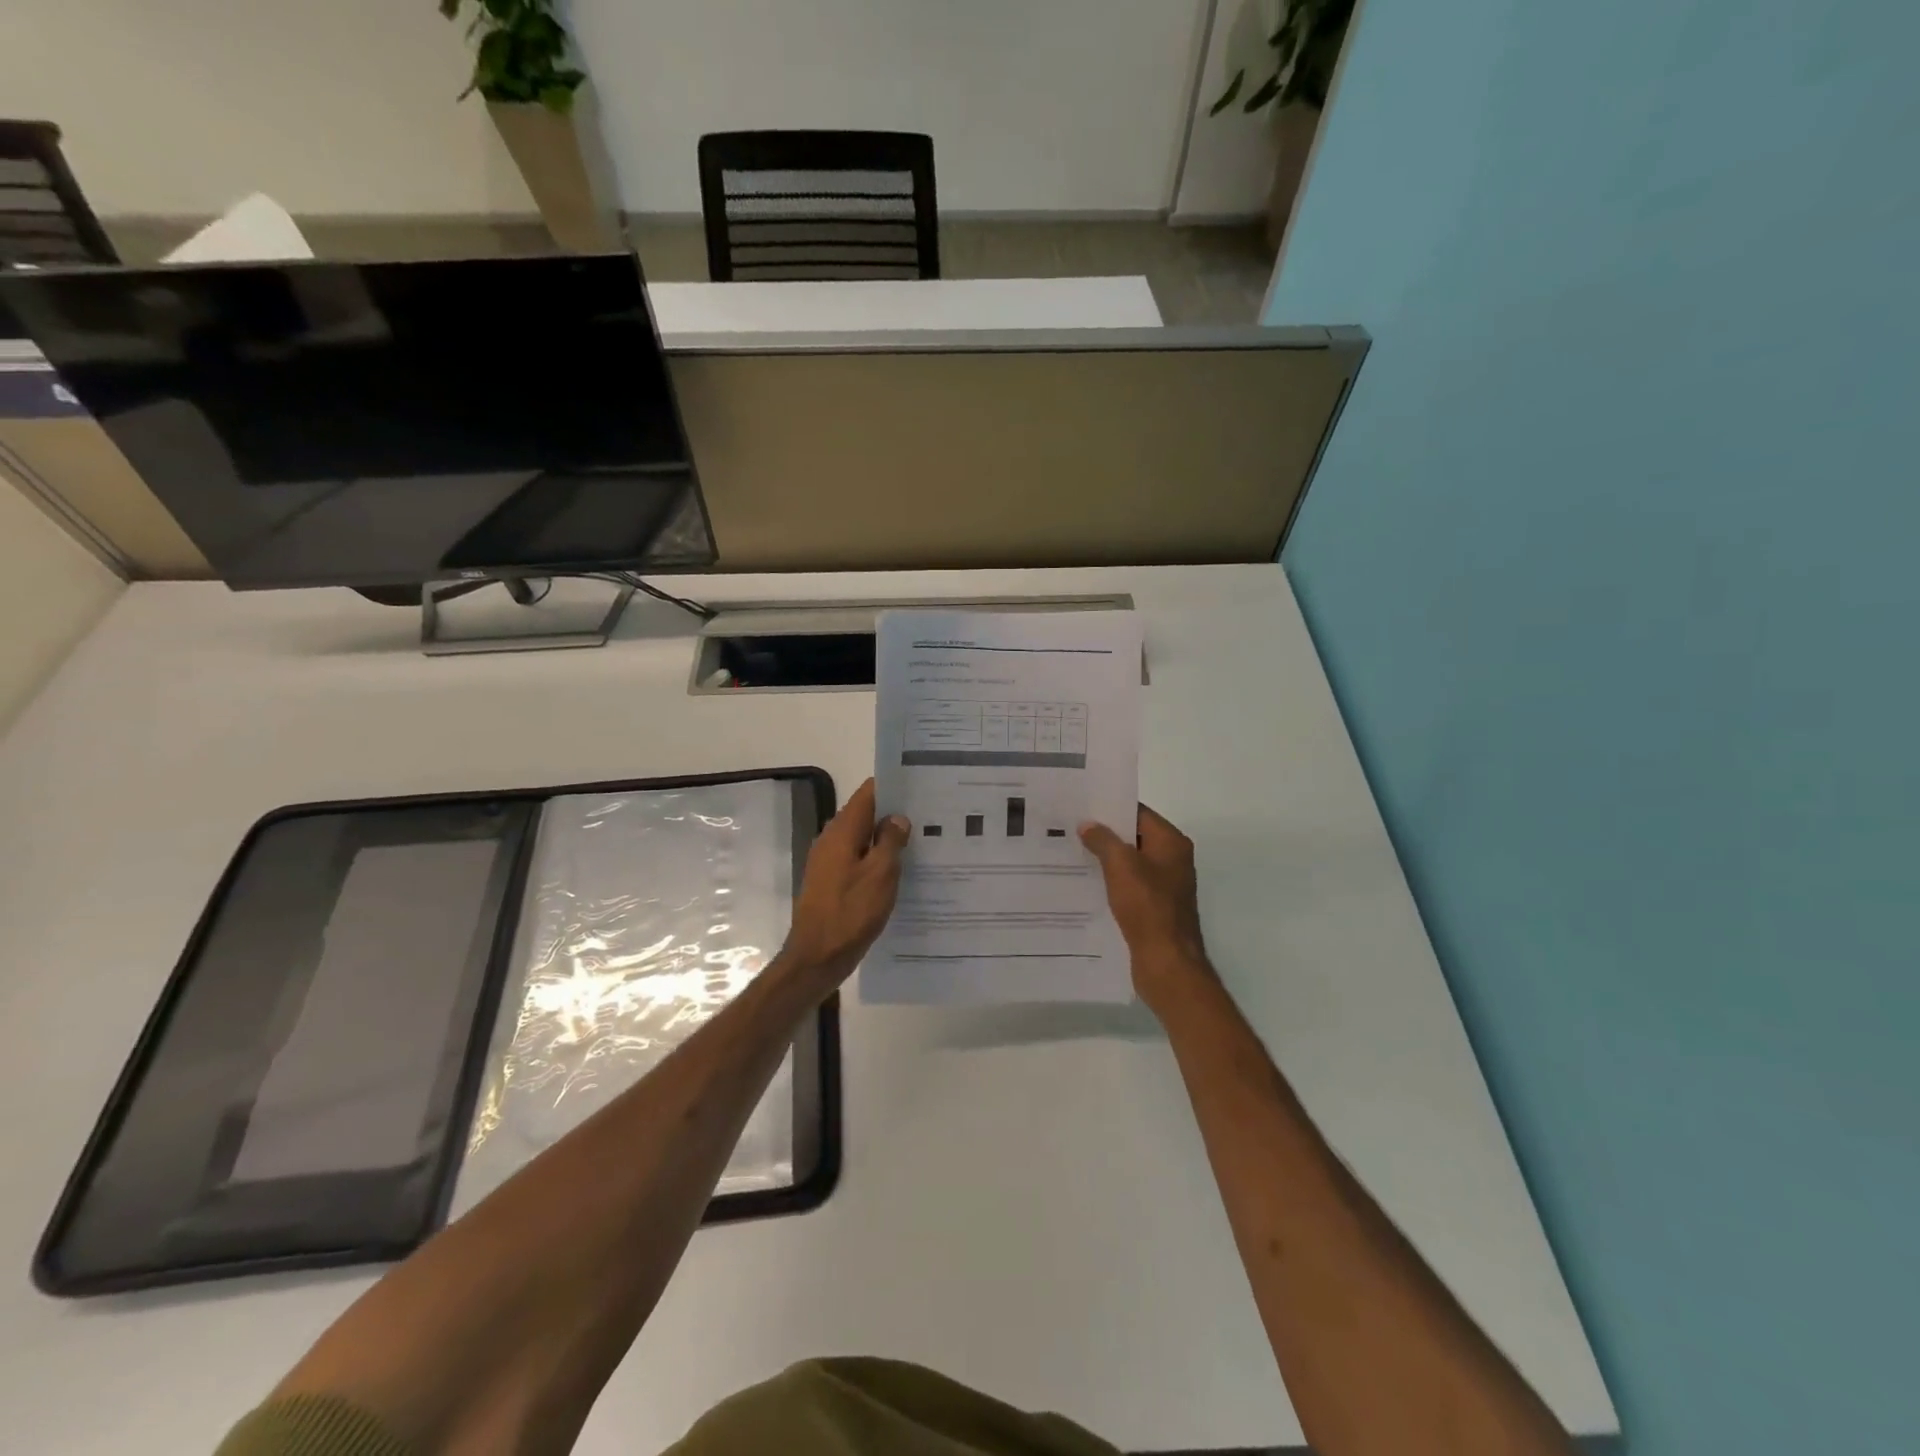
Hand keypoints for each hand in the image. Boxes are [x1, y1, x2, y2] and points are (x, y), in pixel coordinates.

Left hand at [780, 779, 909, 985]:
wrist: (817, 957)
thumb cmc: (851, 912)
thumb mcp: (880, 874)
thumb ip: (890, 841)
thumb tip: (897, 817)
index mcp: (842, 830)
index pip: (868, 793)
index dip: (893, 786)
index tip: (920, 787)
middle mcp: (831, 839)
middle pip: (865, 814)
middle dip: (894, 813)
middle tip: (929, 816)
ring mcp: (828, 861)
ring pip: (862, 838)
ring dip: (886, 838)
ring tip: (921, 842)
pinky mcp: (830, 881)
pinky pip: (857, 859)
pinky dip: (876, 859)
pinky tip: (899, 871)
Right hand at [1079, 804, 1212, 1008]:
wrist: (1167, 962)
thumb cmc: (1147, 907)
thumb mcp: (1121, 866)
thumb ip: (1103, 840)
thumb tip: (1088, 825)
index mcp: (1171, 843)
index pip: (1139, 813)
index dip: (1111, 807)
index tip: (1081, 804)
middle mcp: (1172, 860)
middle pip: (1134, 836)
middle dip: (1104, 833)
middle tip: (1070, 826)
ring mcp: (1165, 885)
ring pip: (1130, 863)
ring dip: (1105, 858)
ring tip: (1071, 852)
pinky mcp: (1155, 908)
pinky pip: (1129, 885)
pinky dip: (1111, 881)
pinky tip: (1086, 883)